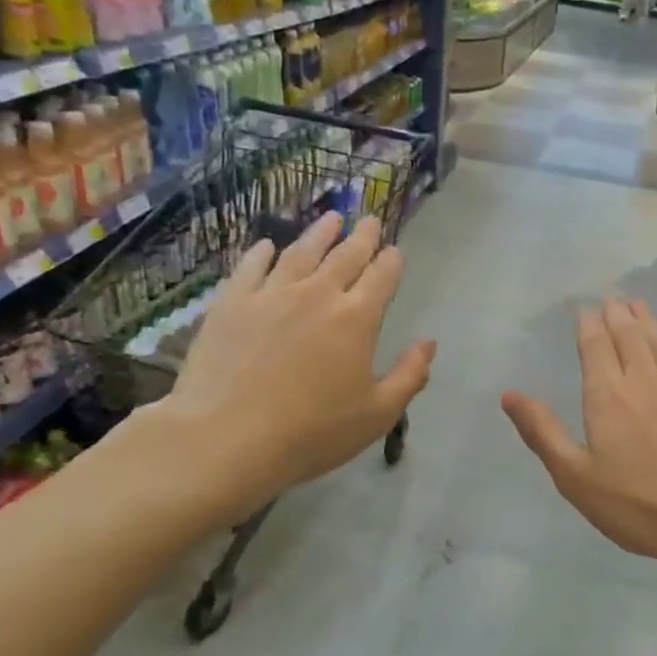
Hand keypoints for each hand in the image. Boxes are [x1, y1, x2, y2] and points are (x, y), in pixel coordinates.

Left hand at [147, 212, 435, 522]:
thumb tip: (429, 343)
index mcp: (357, 318)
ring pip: (301, 251)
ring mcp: (271, 294)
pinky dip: (263, 252)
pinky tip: (268, 245)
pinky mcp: (232, 302)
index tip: (395, 251)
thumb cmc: (312, 432)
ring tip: (331, 218)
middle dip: (363, 236)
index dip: (391, 260)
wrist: (227, 438)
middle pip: (346, 255)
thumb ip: (409, 375)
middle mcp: (317, 294)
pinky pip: (252, 266)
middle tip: (370, 220)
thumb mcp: (377, 415)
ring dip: (320, 232)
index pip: (382, 276)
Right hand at [501, 297, 656, 587]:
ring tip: (638, 304)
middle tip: (612, 295)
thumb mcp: (576, 477)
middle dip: (617, 314)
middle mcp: (645, 380)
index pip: (595, 347)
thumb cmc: (638, 505)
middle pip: (629, 336)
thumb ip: (542, 432)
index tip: (584, 307)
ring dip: (647, 320)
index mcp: (608, 396)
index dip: (588, 324)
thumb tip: (508, 394)